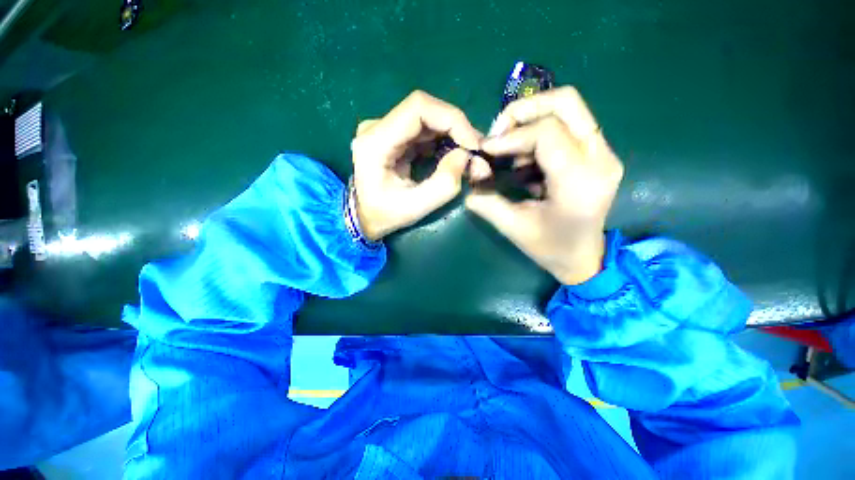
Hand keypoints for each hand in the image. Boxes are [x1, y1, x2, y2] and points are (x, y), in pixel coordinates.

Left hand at [350, 91, 481, 240]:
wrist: (365, 217)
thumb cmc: (384, 215)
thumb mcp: (415, 208)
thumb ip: (443, 184)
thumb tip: (465, 155)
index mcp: (375, 142)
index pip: (418, 108)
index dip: (452, 119)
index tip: (473, 143)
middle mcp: (377, 127)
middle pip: (425, 110)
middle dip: (456, 128)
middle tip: (476, 151)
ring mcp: (385, 129)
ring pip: (427, 118)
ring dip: (452, 134)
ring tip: (468, 155)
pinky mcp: (394, 136)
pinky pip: (424, 129)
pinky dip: (443, 140)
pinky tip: (453, 155)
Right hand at [465, 87, 623, 284]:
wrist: (584, 258)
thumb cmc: (550, 248)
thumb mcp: (513, 227)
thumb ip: (486, 200)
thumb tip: (470, 173)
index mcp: (579, 181)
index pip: (547, 132)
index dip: (510, 135)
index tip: (487, 149)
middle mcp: (600, 158)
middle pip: (566, 101)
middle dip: (524, 109)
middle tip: (499, 132)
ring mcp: (604, 153)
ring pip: (568, 108)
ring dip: (530, 122)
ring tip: (509, 152)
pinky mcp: (598, 154)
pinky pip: (567, 125)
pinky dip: (539, 134)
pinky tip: (525, 161)